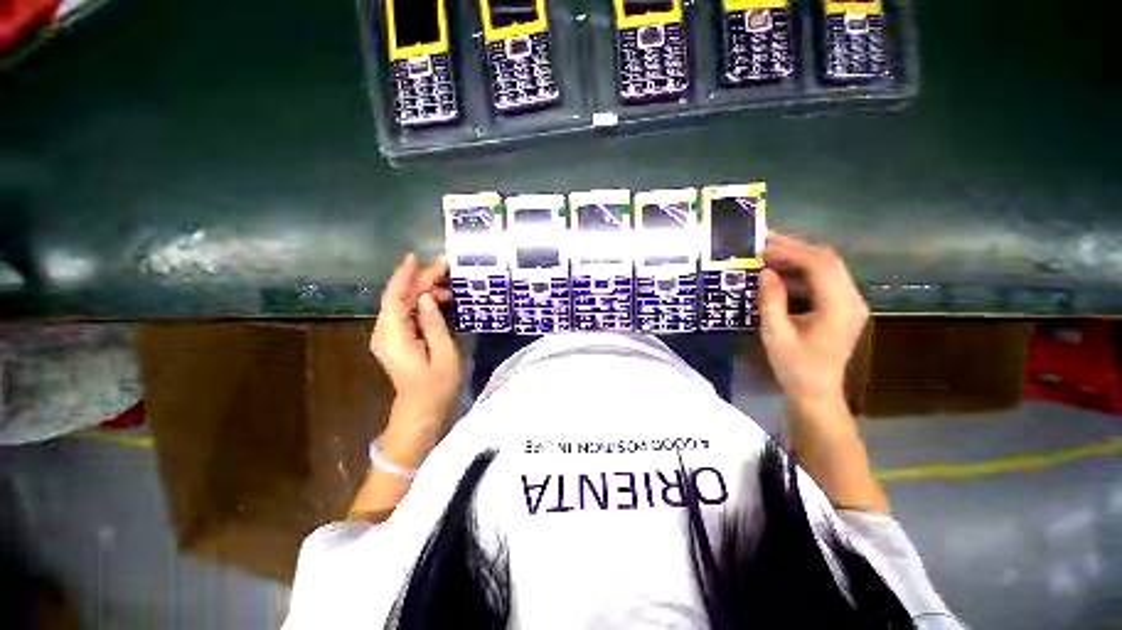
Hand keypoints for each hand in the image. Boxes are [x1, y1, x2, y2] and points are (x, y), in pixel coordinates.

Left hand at [370, 253, 460, 427]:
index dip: (405, 276)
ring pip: (402, 304)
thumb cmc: (438, 387)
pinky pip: (406, 314)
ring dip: (424, 292)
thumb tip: (427, 297)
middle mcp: (384, 333)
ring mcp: (388, 337)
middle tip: (447, 270)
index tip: (417, 257)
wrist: (422, 413)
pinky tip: (440, 302)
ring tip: (450, 291)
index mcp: (394, 337)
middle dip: (421, 281)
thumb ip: (435, 324)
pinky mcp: (396, 340)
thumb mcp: (444, 355)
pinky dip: (422, 303)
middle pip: (398, 298)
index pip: (395, 298)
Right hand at [758, 232, 868, 406]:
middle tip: (764, 241)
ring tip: (768, 252)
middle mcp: (852, 300)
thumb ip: (770, 301)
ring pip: (827, 267)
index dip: (792, 251)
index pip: (821, 266)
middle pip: (828, 261)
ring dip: (798, 257)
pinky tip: (780, 271)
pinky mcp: (843, 306)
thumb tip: (765, 271)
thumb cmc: (793, 367)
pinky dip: (801, 271)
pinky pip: (824, 279)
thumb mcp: (775, 335)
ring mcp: (850, 302)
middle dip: (794, 248)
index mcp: (839, 308)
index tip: (763, 245)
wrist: (816, 392)